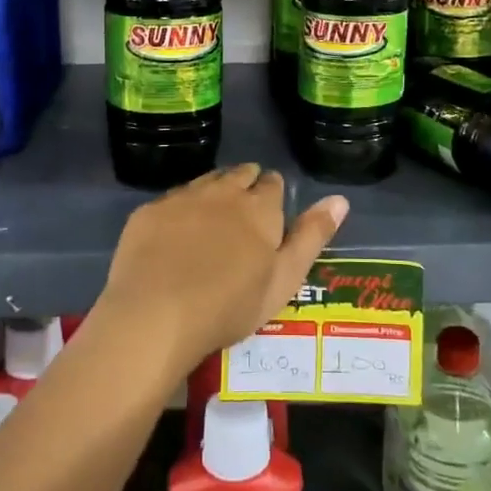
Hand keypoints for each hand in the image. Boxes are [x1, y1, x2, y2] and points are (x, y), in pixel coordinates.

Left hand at [94, 165, 348, 375]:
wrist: (156, 315)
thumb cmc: (230, 305)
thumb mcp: (284, 278)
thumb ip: (312, 236)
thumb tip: (340, 198)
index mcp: (259, 207)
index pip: (273, 183)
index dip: (273, 196)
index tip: (269, 216)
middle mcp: (223, 191)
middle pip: (239, 174)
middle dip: (245, 186)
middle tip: (242, 217)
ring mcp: (182, 198)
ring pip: (205, 182)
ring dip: (214, 193)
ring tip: (211, 220)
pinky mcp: (149, 211)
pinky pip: (172, 200)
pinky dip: (179, 211)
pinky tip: (174, 235)